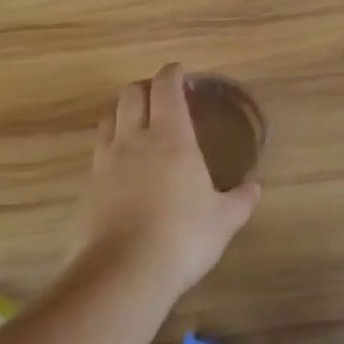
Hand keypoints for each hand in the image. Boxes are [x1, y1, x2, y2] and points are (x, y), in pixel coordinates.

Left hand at [76, 63, 261, 301]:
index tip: (180, 71)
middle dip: (145, 87)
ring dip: (123, 114)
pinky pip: (98, 153)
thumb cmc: (183, 237)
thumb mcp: (224, 220)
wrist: (122, 273)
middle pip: (131, 94)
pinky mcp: (88, 187)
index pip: (166, 88)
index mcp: (171, 137)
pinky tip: (122, 167)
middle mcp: (134, 140)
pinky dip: (111, 147)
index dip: (172, 73)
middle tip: (161, 96)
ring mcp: (106, 162)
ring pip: (109, 119)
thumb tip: (255, 187)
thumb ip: (241, 199)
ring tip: (137, 126)